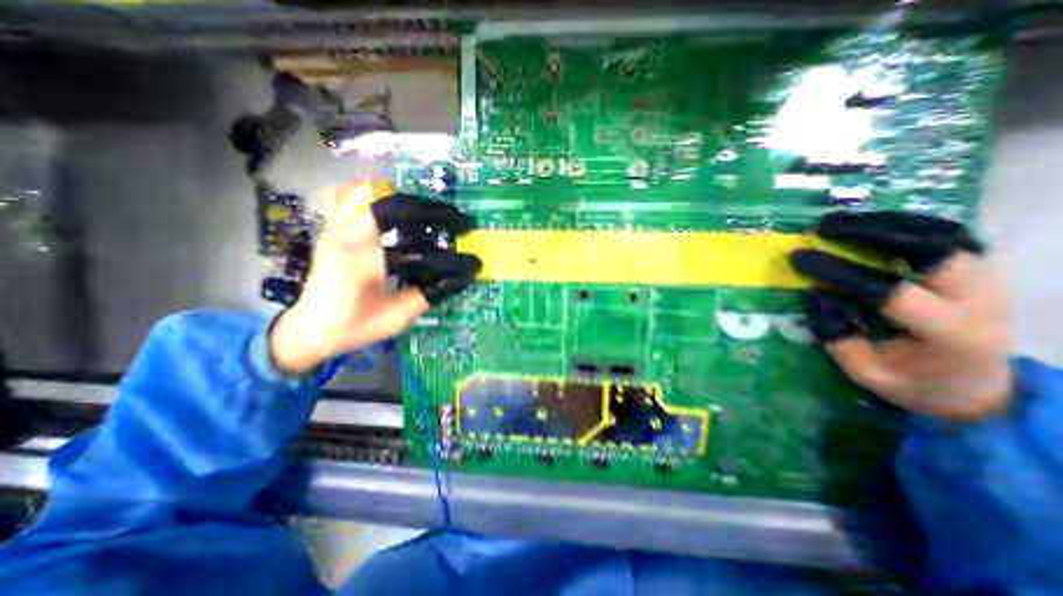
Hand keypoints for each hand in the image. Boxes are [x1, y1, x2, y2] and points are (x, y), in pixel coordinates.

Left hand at [271, 183, 482, 374]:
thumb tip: (464, 278)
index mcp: (361, 261)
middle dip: (434, 210)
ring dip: (413, 203)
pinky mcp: (333, 230)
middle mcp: (345, 236)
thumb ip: (431, 295)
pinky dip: (375, 194)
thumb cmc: (352, 329)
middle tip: (459, 222)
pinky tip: (396, 207)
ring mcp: (335, 228)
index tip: (468, 235)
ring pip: (375, 195)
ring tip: (438, 215)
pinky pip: (350, 197)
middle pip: (396, 205)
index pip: (412, 239)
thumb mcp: (396, 318)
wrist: (307, 330)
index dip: (444, 232)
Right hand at [788, 212, 1010, 420]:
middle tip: (824, 228)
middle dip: (872, 233)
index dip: (840, 272)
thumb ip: (838, 336)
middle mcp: (980, 301)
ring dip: (887, 222)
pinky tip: (870, 224)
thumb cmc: (914, 384)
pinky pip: (946, 235)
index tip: (800, 258)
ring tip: (841, 221)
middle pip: (933, 250)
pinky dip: (905, 225)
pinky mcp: (980, 272)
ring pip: (943, 234)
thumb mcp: (865, 372)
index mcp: (949, 335)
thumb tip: (813, 295)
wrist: (977, 386)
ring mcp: (987, 281)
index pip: (891, 293)